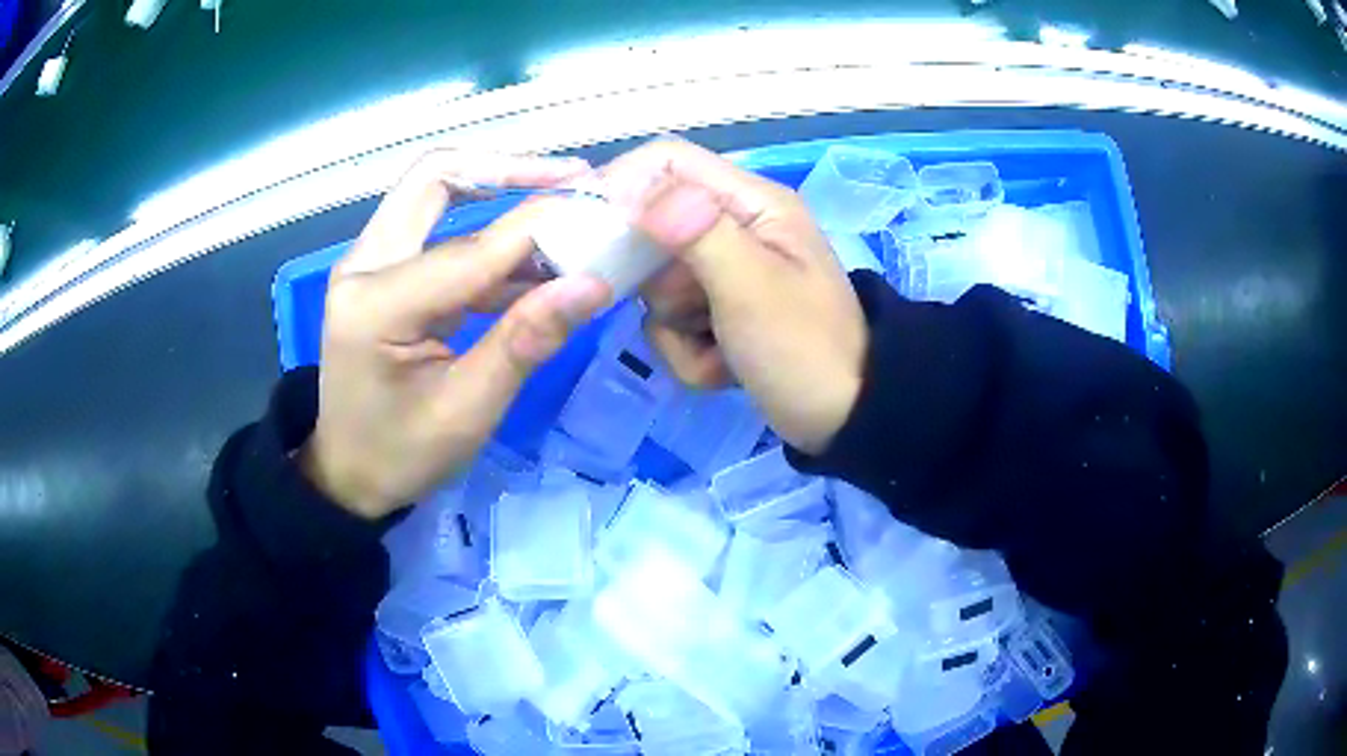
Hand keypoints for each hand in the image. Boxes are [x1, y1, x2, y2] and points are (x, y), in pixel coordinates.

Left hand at [301, 151, 611, 517]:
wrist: (347, 474)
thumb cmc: (401, 454)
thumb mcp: (466, 412)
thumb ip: (525, 342)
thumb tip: (594, 285)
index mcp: (374, 305)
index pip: (471, 249)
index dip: (542, 227)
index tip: (604, 212)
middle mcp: (363, 264)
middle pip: (433, 177)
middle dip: (507, 169)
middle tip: (572, 177)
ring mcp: (369, 263)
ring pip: (434, 192)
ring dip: (500, 191)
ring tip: (567, 210)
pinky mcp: (383, 271)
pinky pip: (438, 229)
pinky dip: (489, 235)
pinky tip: (536, 259)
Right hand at [601, 139, 867, 454]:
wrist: (845, 421)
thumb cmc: (805, 350)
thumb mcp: (752, 287)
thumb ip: (696, 231)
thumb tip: (636, 186)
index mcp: (752, 204)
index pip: (669, 162)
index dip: (623, 185)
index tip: (588, 230)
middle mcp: (734, 228)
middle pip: (654, 229)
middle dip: (663, 284)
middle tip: (693, 311)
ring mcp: (724, 273)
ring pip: (657, 283)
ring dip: (678, 328)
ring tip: (723, 351)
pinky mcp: (718, 312)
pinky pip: (671, 321)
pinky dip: (690, 353)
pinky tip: (725, 369)